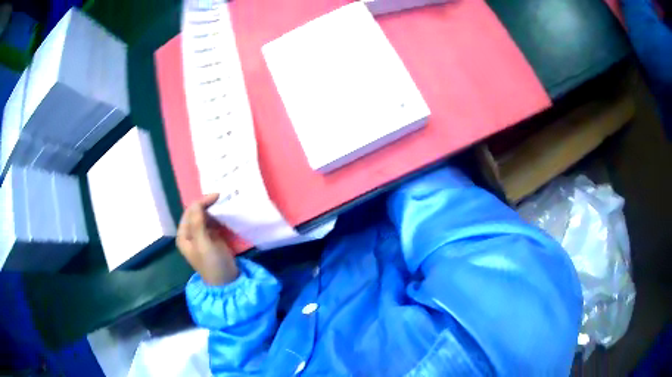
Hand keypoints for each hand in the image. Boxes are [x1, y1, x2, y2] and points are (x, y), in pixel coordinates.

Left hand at [177, 193, 239, 285]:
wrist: (226, 282)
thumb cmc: (212, 264)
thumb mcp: (203, 244)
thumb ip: (198, 223)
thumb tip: (197, 203)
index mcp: (184, 235)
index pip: (190, 212)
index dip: (201, 202)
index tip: (217, 196)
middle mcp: (190, 234)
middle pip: (197, 213)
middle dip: (208, 204)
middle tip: (222, 197)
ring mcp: (201, 236)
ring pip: (206, 217)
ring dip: (214, 210)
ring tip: (225, 202)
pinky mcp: (212, 239)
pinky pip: (214, 223)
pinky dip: (219, 217)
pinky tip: (226, 213)